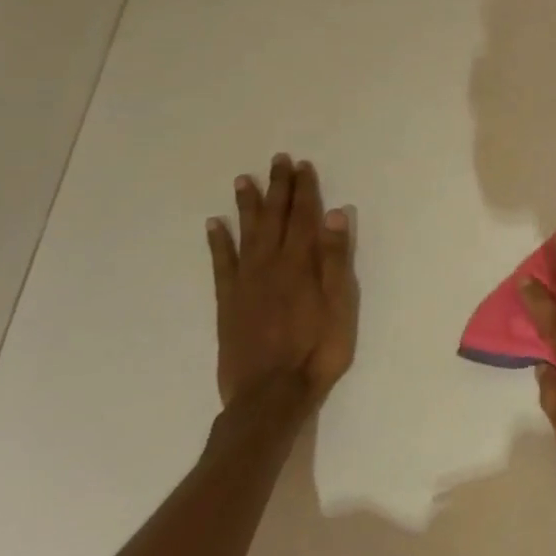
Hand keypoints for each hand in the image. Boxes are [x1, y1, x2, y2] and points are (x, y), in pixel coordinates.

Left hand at [207, 154, 358, 410]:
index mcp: (301, 264)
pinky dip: (218, 242)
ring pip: (246, 234)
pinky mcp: (228, 302)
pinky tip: (214, 225)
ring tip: (244, 180)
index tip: (303, 166)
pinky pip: (221, 264)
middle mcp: (270, 265)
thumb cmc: (318, 351)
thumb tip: (335, 215)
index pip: (304, 217)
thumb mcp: (341, 306)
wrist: (271, 395)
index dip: (305, 190)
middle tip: (277, 160)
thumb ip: (336, 260)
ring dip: (247, 206)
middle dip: (278, 188)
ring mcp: (245, 283)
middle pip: (275, 218)